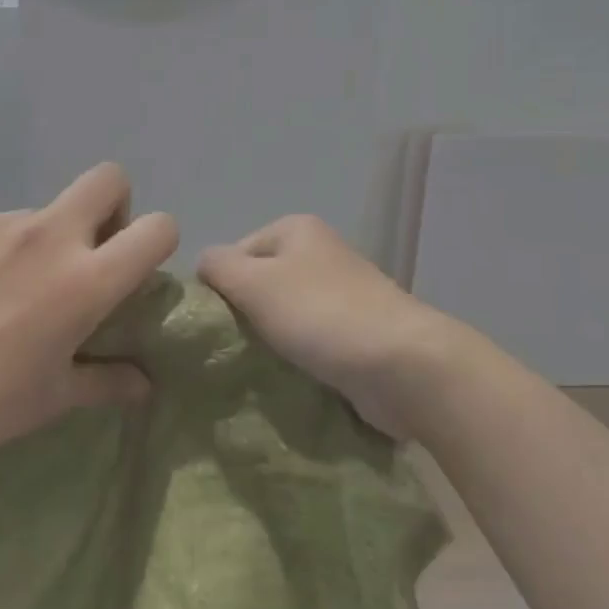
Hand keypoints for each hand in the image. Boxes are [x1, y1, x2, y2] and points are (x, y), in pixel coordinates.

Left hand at [0, 163, 177, 469]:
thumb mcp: (53, 399)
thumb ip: (107, 382)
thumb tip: (144, 384)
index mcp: (85, 280)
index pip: (156, 228)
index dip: (158, 240)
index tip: (134, 268)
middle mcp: (49, 236)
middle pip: (108, 179)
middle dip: (113, 205)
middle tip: (86, 251)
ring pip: (40, 214)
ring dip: (39, 244)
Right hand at [198, 215, 464, 437]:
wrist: (403, 366)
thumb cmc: (321, 314)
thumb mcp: (254, 282)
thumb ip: (217, 266)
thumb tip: (204, 267)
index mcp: (296, 229)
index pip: (235, 253)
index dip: (220, 288)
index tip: (216, 326)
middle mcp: (320, 253)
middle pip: (260, 284)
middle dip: (245, 316)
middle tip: (231, 351)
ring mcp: (342, 293)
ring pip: (284, 316)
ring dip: (269, 342)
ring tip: (256, 369)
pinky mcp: (356, 332)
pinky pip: (311, 342)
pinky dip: (297, 359)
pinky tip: (287, 380)